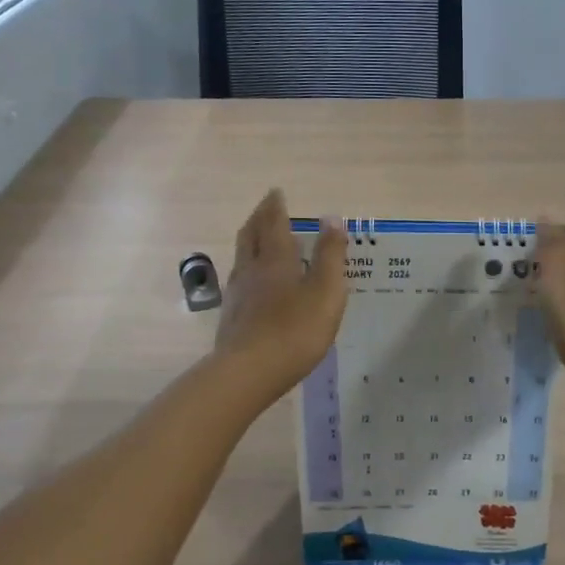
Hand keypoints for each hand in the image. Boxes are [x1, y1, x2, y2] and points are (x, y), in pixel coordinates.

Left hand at [213, 189, 347, 400]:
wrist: (249, 372)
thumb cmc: (295, 330)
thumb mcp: (326, 291)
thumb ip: (330, 255)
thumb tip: (332, 218)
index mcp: (276, 259)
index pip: (274, 224)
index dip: (276, 207)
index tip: (277, 192)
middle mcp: (251, 270)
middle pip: (251, 235)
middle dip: (259, 218)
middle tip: (266, 207)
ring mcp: (238, 294)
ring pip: (242, 258)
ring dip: (250, 242)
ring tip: (259, 238)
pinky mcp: (232, 317)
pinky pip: (240, 281)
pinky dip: (248, 269)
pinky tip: (253, 282)